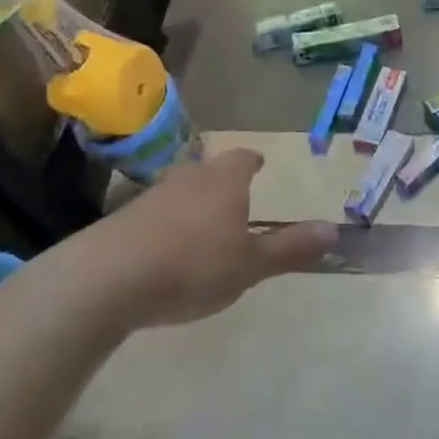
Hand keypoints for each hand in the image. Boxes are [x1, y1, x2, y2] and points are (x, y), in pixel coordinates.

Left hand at [32, 149, 336, 331]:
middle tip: (237, 198)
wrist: (104, 280)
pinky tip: (168, 251)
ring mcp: (151, 196)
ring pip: (181, 191)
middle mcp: (188, 178)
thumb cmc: (191, 265)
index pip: (243, 159)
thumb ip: (290, 248)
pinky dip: (168, 225)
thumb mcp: (250, 265)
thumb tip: (334, 231)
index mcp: (224, 181)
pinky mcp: (122, 220)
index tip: (259, 164)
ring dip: (194, 204)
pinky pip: (156, 215)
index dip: (253, 162)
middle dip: (224, 182)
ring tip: (205, 227)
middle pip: (210, 171)